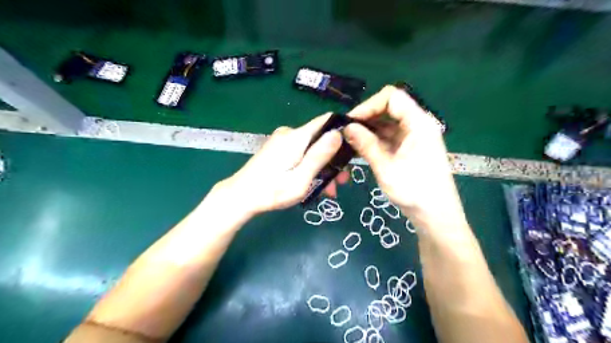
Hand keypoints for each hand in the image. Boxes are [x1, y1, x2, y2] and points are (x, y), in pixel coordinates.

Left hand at [220, 114, 342, 215]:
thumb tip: (338, 133)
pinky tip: (313, 183)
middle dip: (333, 158)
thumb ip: (319, 156)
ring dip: (322, 166)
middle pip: (320, 138)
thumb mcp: (301, 179)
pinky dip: (310, 165)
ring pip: (311, 148)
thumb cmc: (272, 191)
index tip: (355, 147)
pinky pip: (301, 152)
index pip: (326, 121)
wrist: (240, 197)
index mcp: (297, 137)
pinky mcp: (278, 148)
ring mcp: (282, 140)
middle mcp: (290, 133)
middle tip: (341, 182)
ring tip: (328, 190)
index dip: (343, 130)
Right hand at [343, 84, 469, 227]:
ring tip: (348, 140)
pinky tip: (359, 147)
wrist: (436, 216)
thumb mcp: (386, 168)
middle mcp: (418, 125)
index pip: (392, 98)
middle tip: (346, 131)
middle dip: (366, 117)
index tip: (351, 121)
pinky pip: (389, 137)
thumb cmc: (415, 192)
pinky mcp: (409, 148)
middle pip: (389, 108)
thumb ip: (366, 145)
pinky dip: (374, 140)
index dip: (369, 105)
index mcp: (419, 124)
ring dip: (368, 129)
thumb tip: (346, 127)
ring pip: (387, 123)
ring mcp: (413, 137)